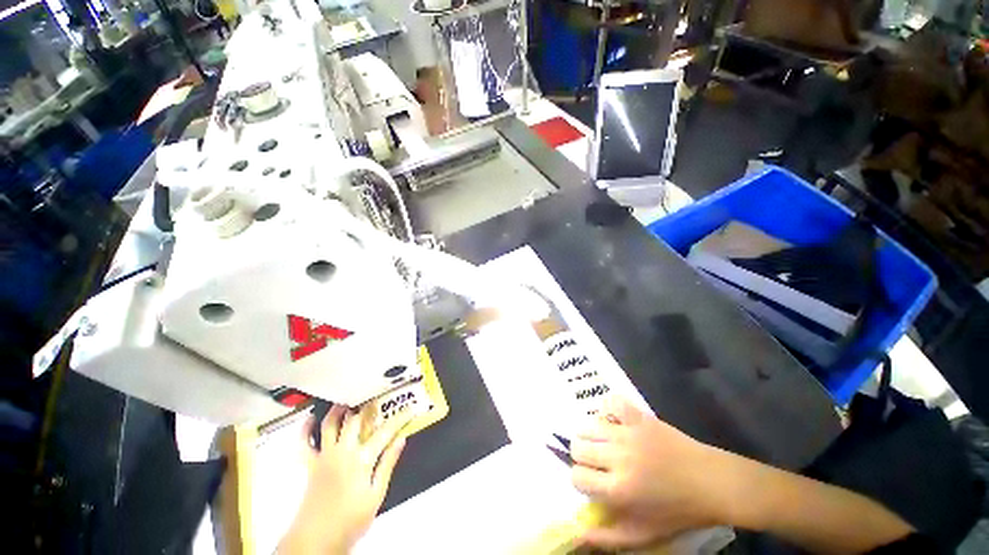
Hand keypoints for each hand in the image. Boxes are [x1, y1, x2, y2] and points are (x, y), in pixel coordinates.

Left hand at [280, 405, 412, 553]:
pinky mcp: (310, 465)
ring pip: (330, 424)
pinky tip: (310, 419)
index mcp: (362, 459)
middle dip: (368, 407)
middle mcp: (343, 451)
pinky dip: (305, 429)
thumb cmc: (351, 520)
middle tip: (376, 398)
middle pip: (356, 420)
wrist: (317, 539)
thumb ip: (388, 464)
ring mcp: (325, 456)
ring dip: (339, 410)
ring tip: (347, 400)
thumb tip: (401, 439)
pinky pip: (304, 443)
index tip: (410, 409)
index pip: (386, 432)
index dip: (400, 418)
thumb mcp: (376, 495)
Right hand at [570, 397, 728, 549]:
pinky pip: (611, 402)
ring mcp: (628, 433)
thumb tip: (577, 532)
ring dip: (591, 435)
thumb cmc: (678, 512)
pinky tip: (615, 420)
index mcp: (619, 490)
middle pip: (577, 447)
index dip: (580, 480)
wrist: (712, 483)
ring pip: (588, 425)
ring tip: (604, 443)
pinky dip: (608, 408)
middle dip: (582, 457)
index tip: (593, 481)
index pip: (576, 477)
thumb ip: (607, 538)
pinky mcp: (638, 417)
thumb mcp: (644, 535)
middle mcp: (618, 458)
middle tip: (597, 463)